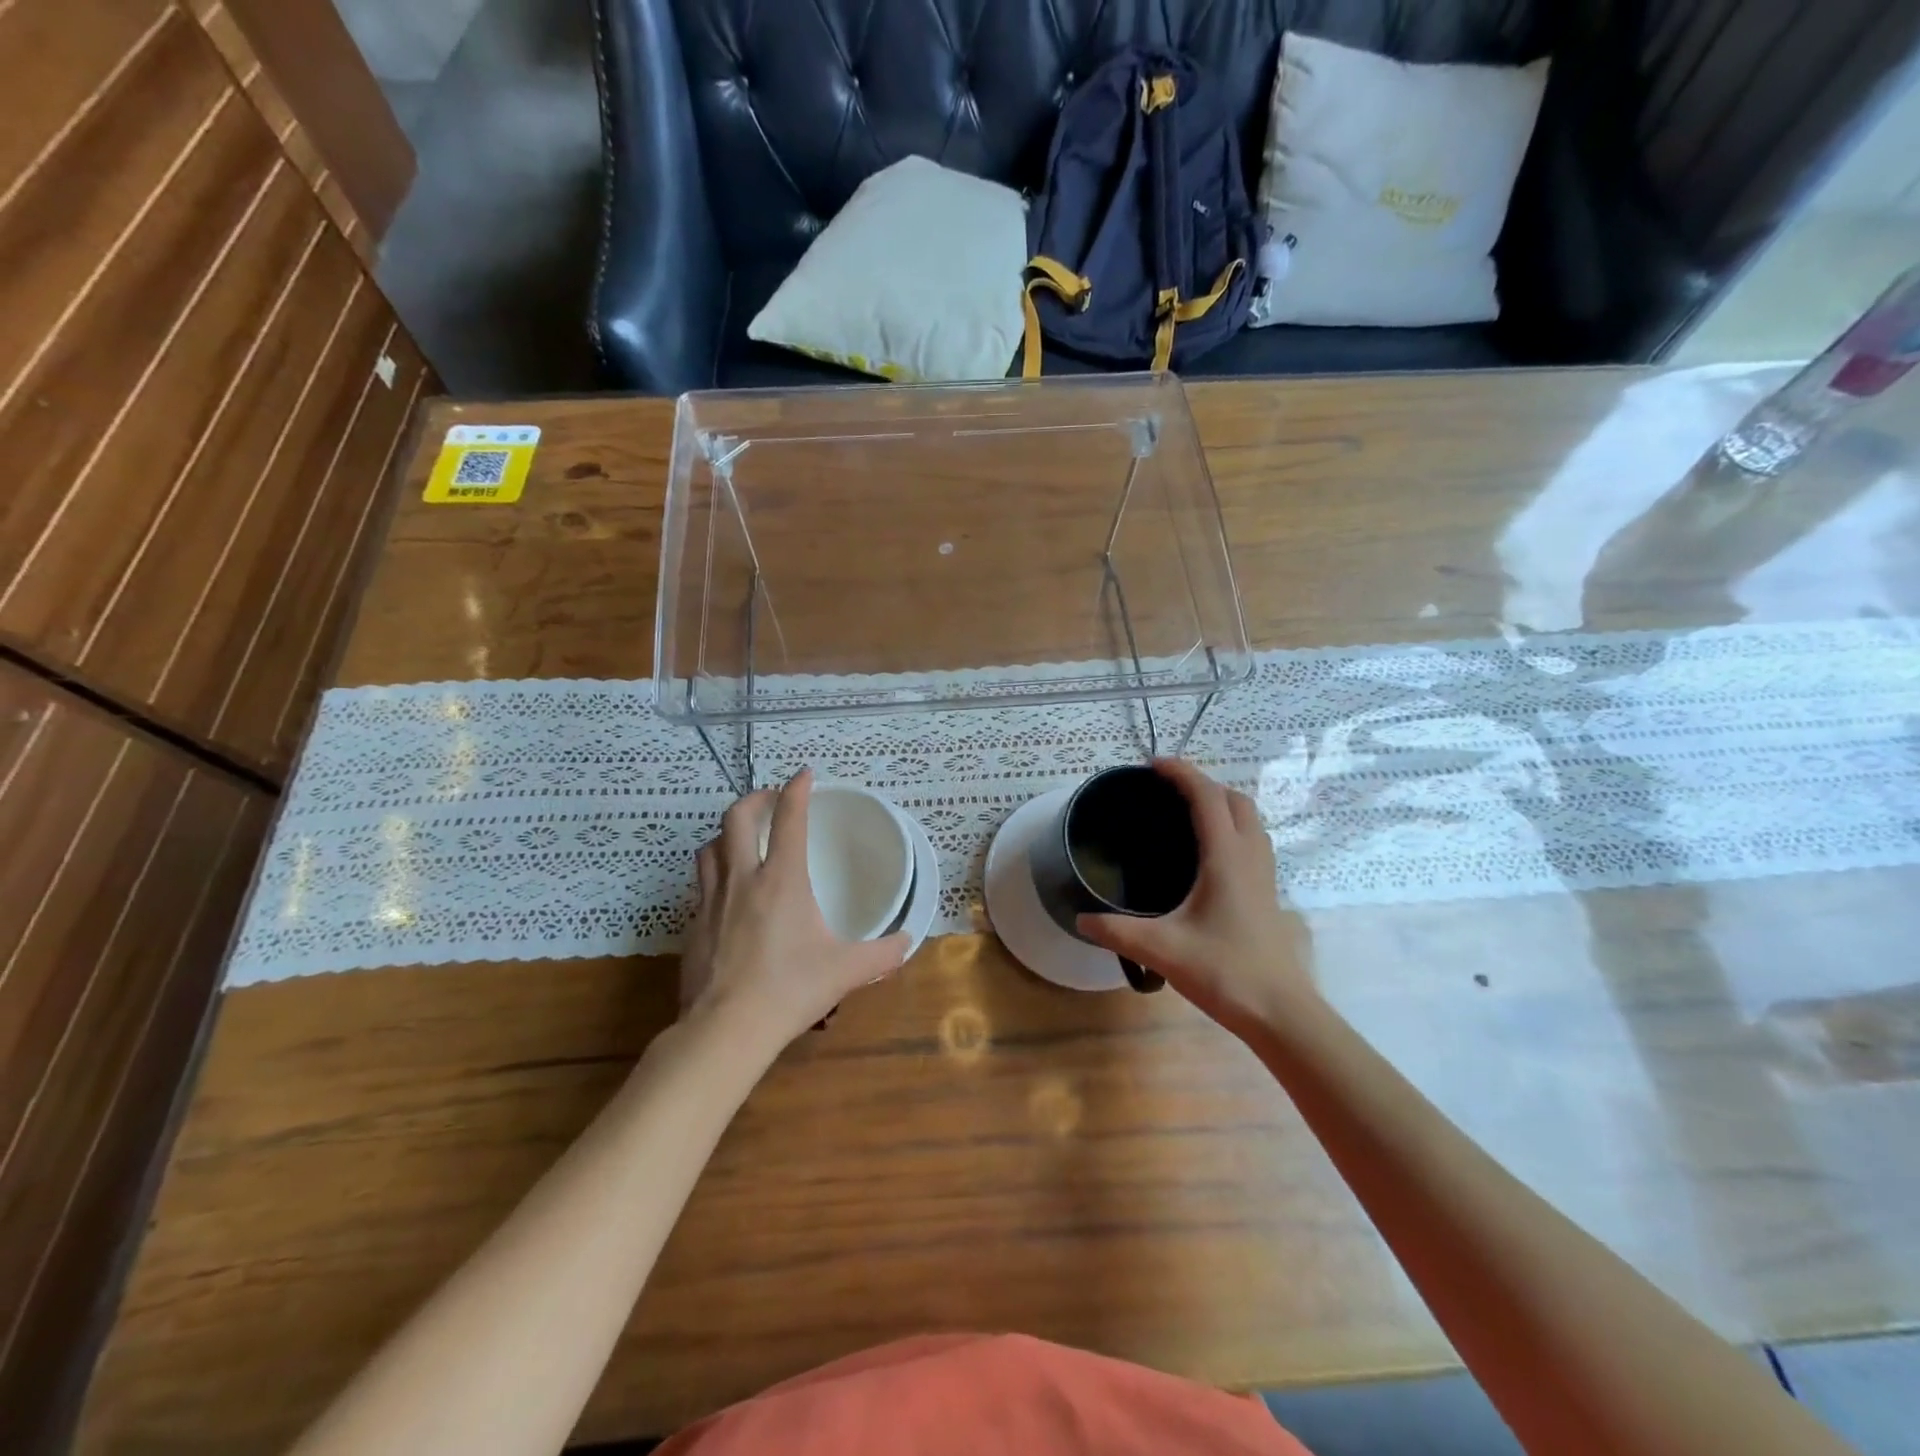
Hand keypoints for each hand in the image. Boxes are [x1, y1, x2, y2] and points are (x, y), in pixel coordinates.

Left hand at [680, 768, 909, 1049]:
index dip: (797, 789)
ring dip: (727, 833)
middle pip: (736, 817)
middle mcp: (743, 879)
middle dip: (754, 798)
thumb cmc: (790, 990)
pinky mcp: (693, 926)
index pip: (789, 818)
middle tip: (771, 799)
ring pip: (710, 847)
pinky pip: (701, 885)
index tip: (805, 774)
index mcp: (782, 880)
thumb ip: (881, 954)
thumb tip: (907, 943)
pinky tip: (729, 894)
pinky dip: (715, 873)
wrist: (726, 1029)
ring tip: (743, 839)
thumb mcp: (845, 971)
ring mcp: (711, 901)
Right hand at [1078, 759, 1315, 1039]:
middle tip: (1166, 790)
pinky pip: (1251, 840)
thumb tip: (1080, 919)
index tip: (1152, 765)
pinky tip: (1207, 853)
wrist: (1280, 1012)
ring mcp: (1264, 874)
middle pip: (1234, 799)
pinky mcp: (1267, 892)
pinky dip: (1230, 827)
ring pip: (1249, 819)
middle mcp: (1249, 855)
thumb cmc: (1224, 972)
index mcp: (1226, 857)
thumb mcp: (1162, 949)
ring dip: (1221, 803)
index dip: (1181, 773)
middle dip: (1202, 783)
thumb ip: (1117, 931)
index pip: (1206, 797)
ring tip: (1186, 813)